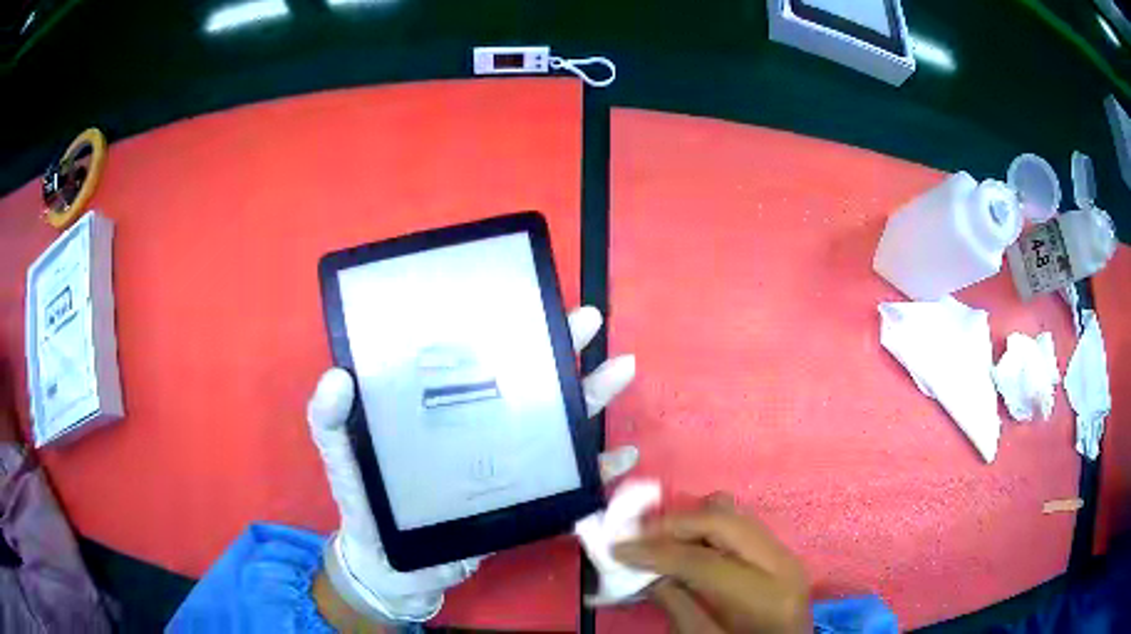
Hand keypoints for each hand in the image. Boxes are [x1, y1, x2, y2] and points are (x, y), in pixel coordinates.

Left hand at [308, 306, 636, 624]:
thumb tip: (336, 377)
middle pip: (530, 385)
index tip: (536, 302)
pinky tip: (621, 457)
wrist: (392, 568)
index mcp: (445, 410)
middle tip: (591, 323)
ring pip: (559, 427)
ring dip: (593, 399)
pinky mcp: (524, 505)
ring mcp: (508, 468)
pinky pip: (569, 486)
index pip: (481, 361)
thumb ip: (329, 422)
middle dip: (564, 351)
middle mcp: (483, 430)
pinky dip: (598, 472)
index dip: (508, 331)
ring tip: (620, 371)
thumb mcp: (341, 457)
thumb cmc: (366, 506)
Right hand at [613, 494, 810, 633]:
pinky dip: (708, 527)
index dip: (657, 552)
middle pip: (723, 522)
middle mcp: (782, 563)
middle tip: (636, 533)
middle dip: (674, 523)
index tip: (618, 547)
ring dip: (691, 520)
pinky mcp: (780, 551)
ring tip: (657, 535)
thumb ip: (677, 607)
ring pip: (734, 514)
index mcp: (765, 595)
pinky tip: (686, 542)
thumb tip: (646, 571)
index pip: (703, 561)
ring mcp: (785, 553)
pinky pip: (741, 524)